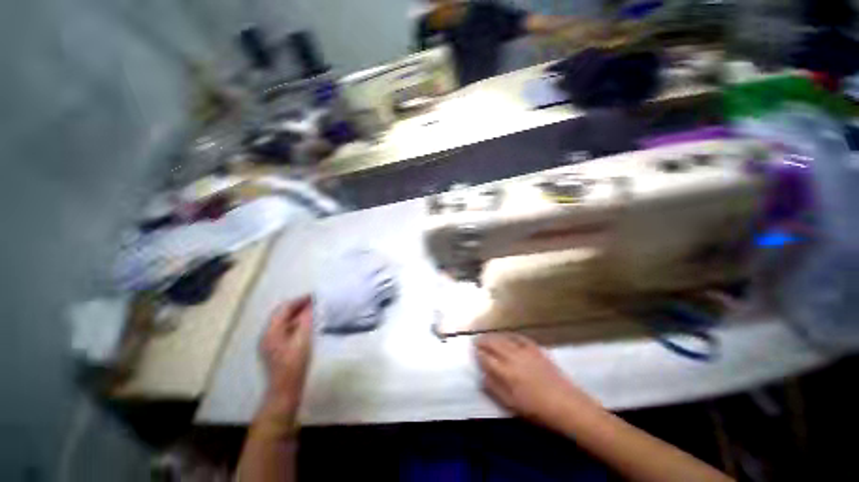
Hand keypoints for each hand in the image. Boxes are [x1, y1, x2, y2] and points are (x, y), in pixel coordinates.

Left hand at [259, 295, 313, 418]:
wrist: (285, 390)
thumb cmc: (294, 365)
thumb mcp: (302, 340)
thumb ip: (306, 321)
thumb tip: (311, 306)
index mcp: (271, 331)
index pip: (284, 308)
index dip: (299, 300)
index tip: (314, 296)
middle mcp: (268, 334)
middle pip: (282, 314)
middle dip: (299, 306)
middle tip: (315, 302)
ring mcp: (272, 342)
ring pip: (285, 322)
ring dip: (298, 314)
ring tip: (314, 310)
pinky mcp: (277, 348)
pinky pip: (287, 329)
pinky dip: (297, 323)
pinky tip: (308, 324)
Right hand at [476, 333, 595, 429]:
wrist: (565, 404)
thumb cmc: (536, 409)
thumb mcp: (511, 405)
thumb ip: (494, 388)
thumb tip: (482, 376)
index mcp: (505, 372)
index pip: (486, 358)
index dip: (478, 353)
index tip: (474, 351)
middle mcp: (512, 357)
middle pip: (493, 344)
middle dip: (483, 341)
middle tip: (476, 340)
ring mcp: (524, 351)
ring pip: (504, 338)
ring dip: (494, 336)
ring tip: (487, 336)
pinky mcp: (535, 348)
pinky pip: (519, 337)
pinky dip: (510, 335)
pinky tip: (507, 335)